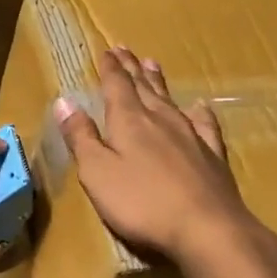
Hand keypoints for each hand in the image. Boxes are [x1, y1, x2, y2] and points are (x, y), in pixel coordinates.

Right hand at [53, 47, 266, 266]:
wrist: (206, 227)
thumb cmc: (141, 202)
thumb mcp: (97, 172)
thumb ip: (81, 137)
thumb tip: (64, 101)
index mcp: (129, 121)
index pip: (116, 86)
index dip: (109, 68)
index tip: (106, 50)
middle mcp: (160, 119)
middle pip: (143, 87)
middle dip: (132, 68)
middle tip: (125, 49)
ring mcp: (190, 136)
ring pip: (171, 100)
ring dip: (159, 82)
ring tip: (153, 64)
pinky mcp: (212, 155)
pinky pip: (205, 124)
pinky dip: (200, 112)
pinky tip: (200, 106)